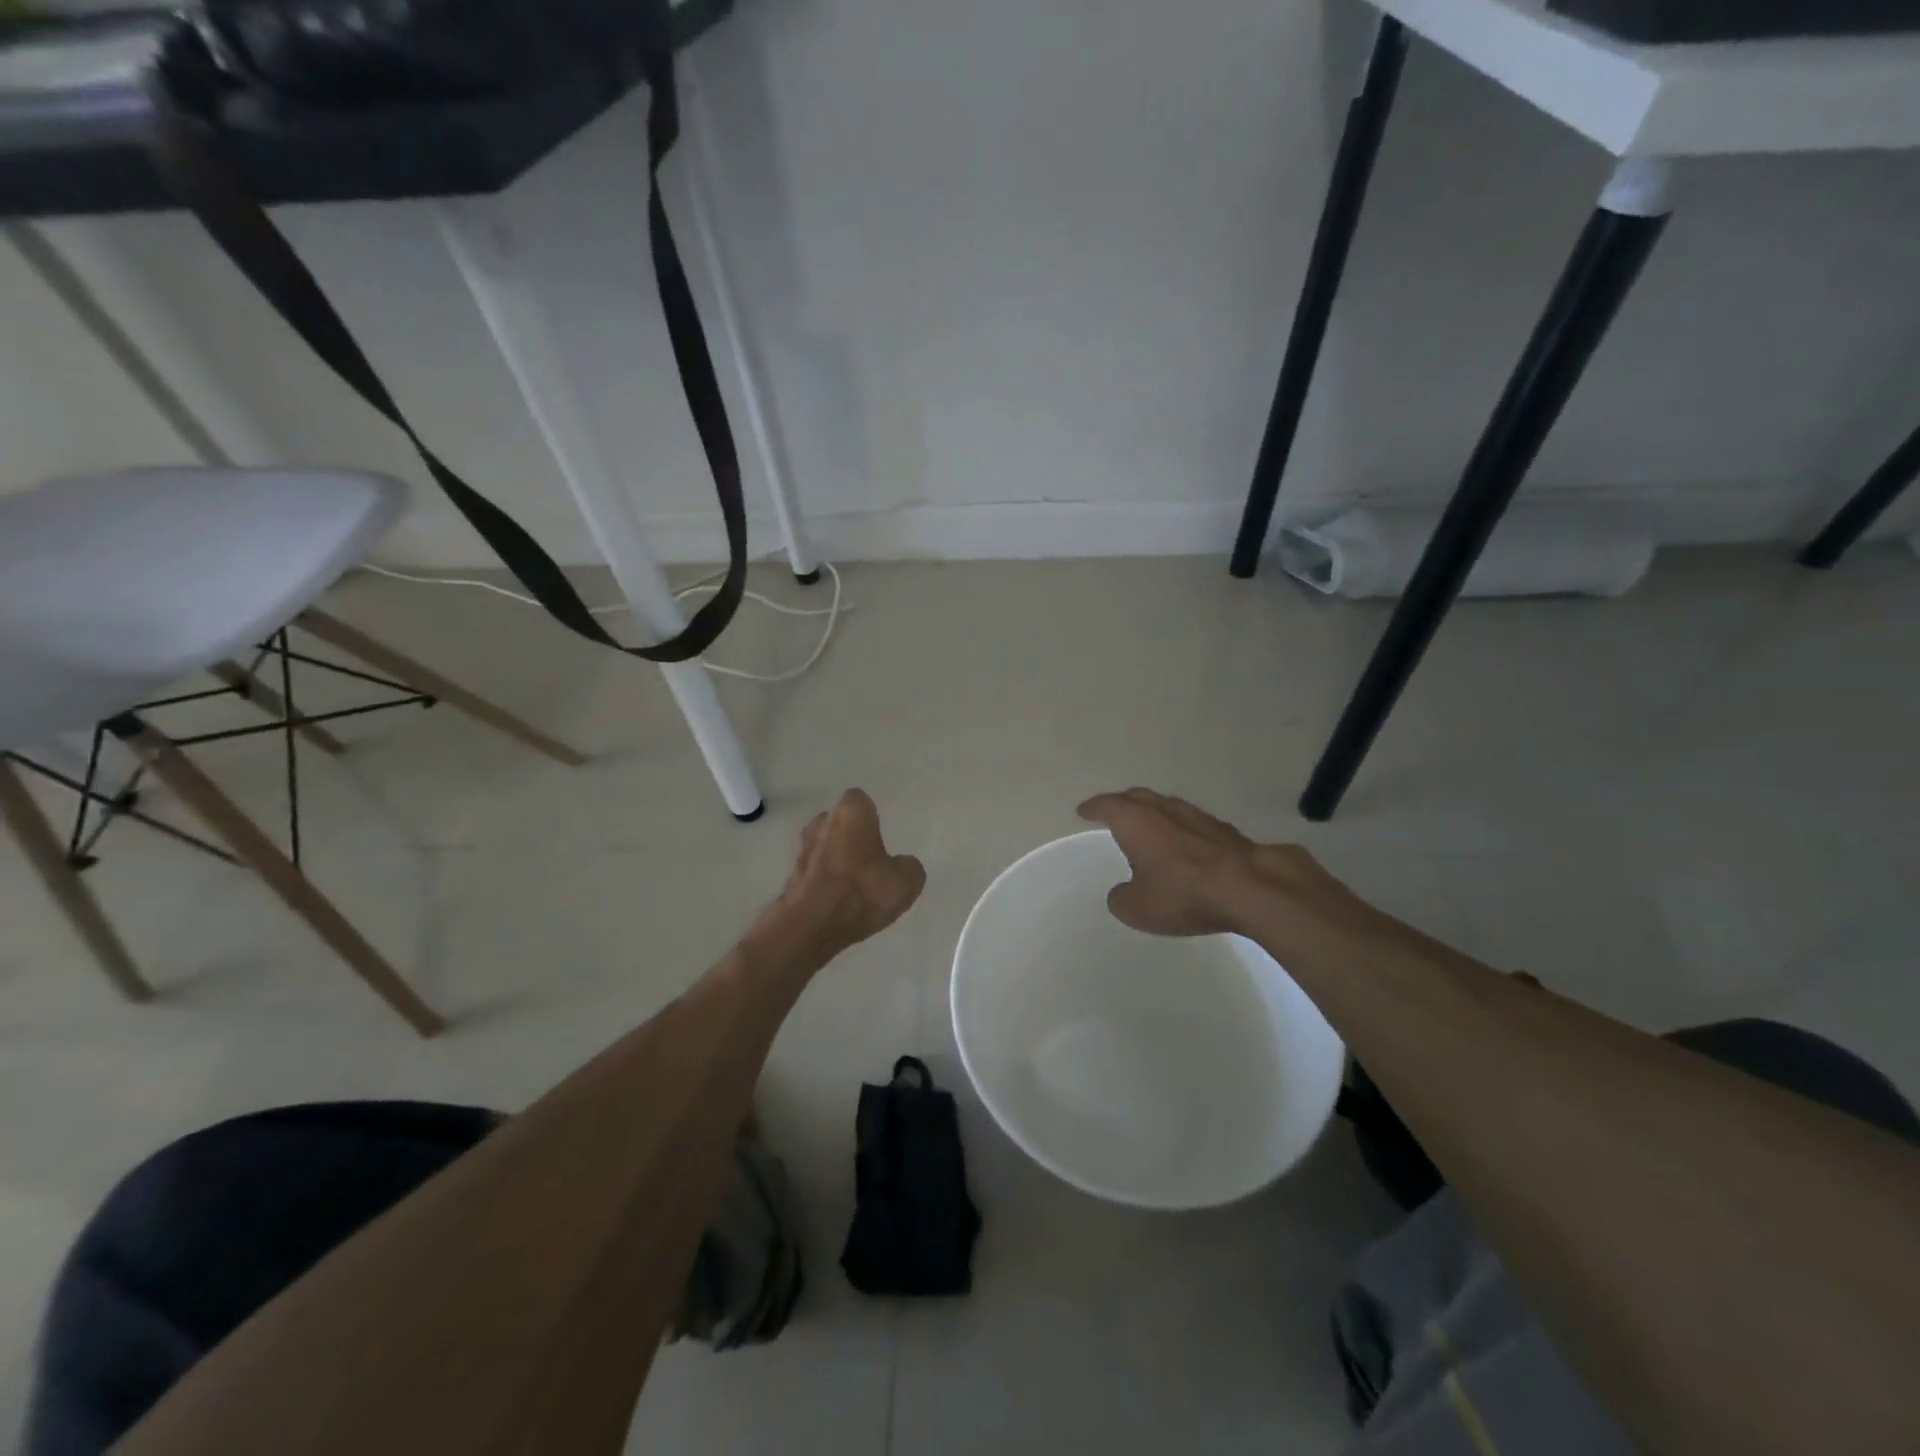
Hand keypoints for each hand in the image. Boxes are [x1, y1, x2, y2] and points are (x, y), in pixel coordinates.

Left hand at [748, 790, 926, 970]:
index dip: (870, 815)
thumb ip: (908, 867)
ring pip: (822, 845)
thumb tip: (902, 865)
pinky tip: (836, 901)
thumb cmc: (862, 892)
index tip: (879, 833)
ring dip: (834, 857)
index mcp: (851, 813)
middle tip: (868, 857)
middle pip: (838, 821)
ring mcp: (802, 850)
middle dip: (850, 834)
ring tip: (852, 883)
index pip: (859, 799)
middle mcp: (822, 823)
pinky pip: (813, 872)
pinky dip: (823, 881)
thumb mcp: (906, 882)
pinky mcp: (790, 877)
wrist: (810, 927)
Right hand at [1076, 788, 1336, 937]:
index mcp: (1134, 820)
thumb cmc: (1182, 893)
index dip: (1093, 808)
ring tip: (1146, 826)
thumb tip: (1123, 891)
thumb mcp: (1137, 908)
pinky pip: (1189, 821)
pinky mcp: (1222, 828)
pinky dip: (1178, 828)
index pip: (1106, 805)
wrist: (1249, 887)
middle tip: (1112, 812)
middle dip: (1121, 803)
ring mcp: (1195, 814)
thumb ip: (1121, 898)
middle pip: (1136, 797)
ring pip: (1165, 806)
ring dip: (1152, 813)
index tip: (1083, 811)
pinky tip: (1181, 843)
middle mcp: (1162, 808)